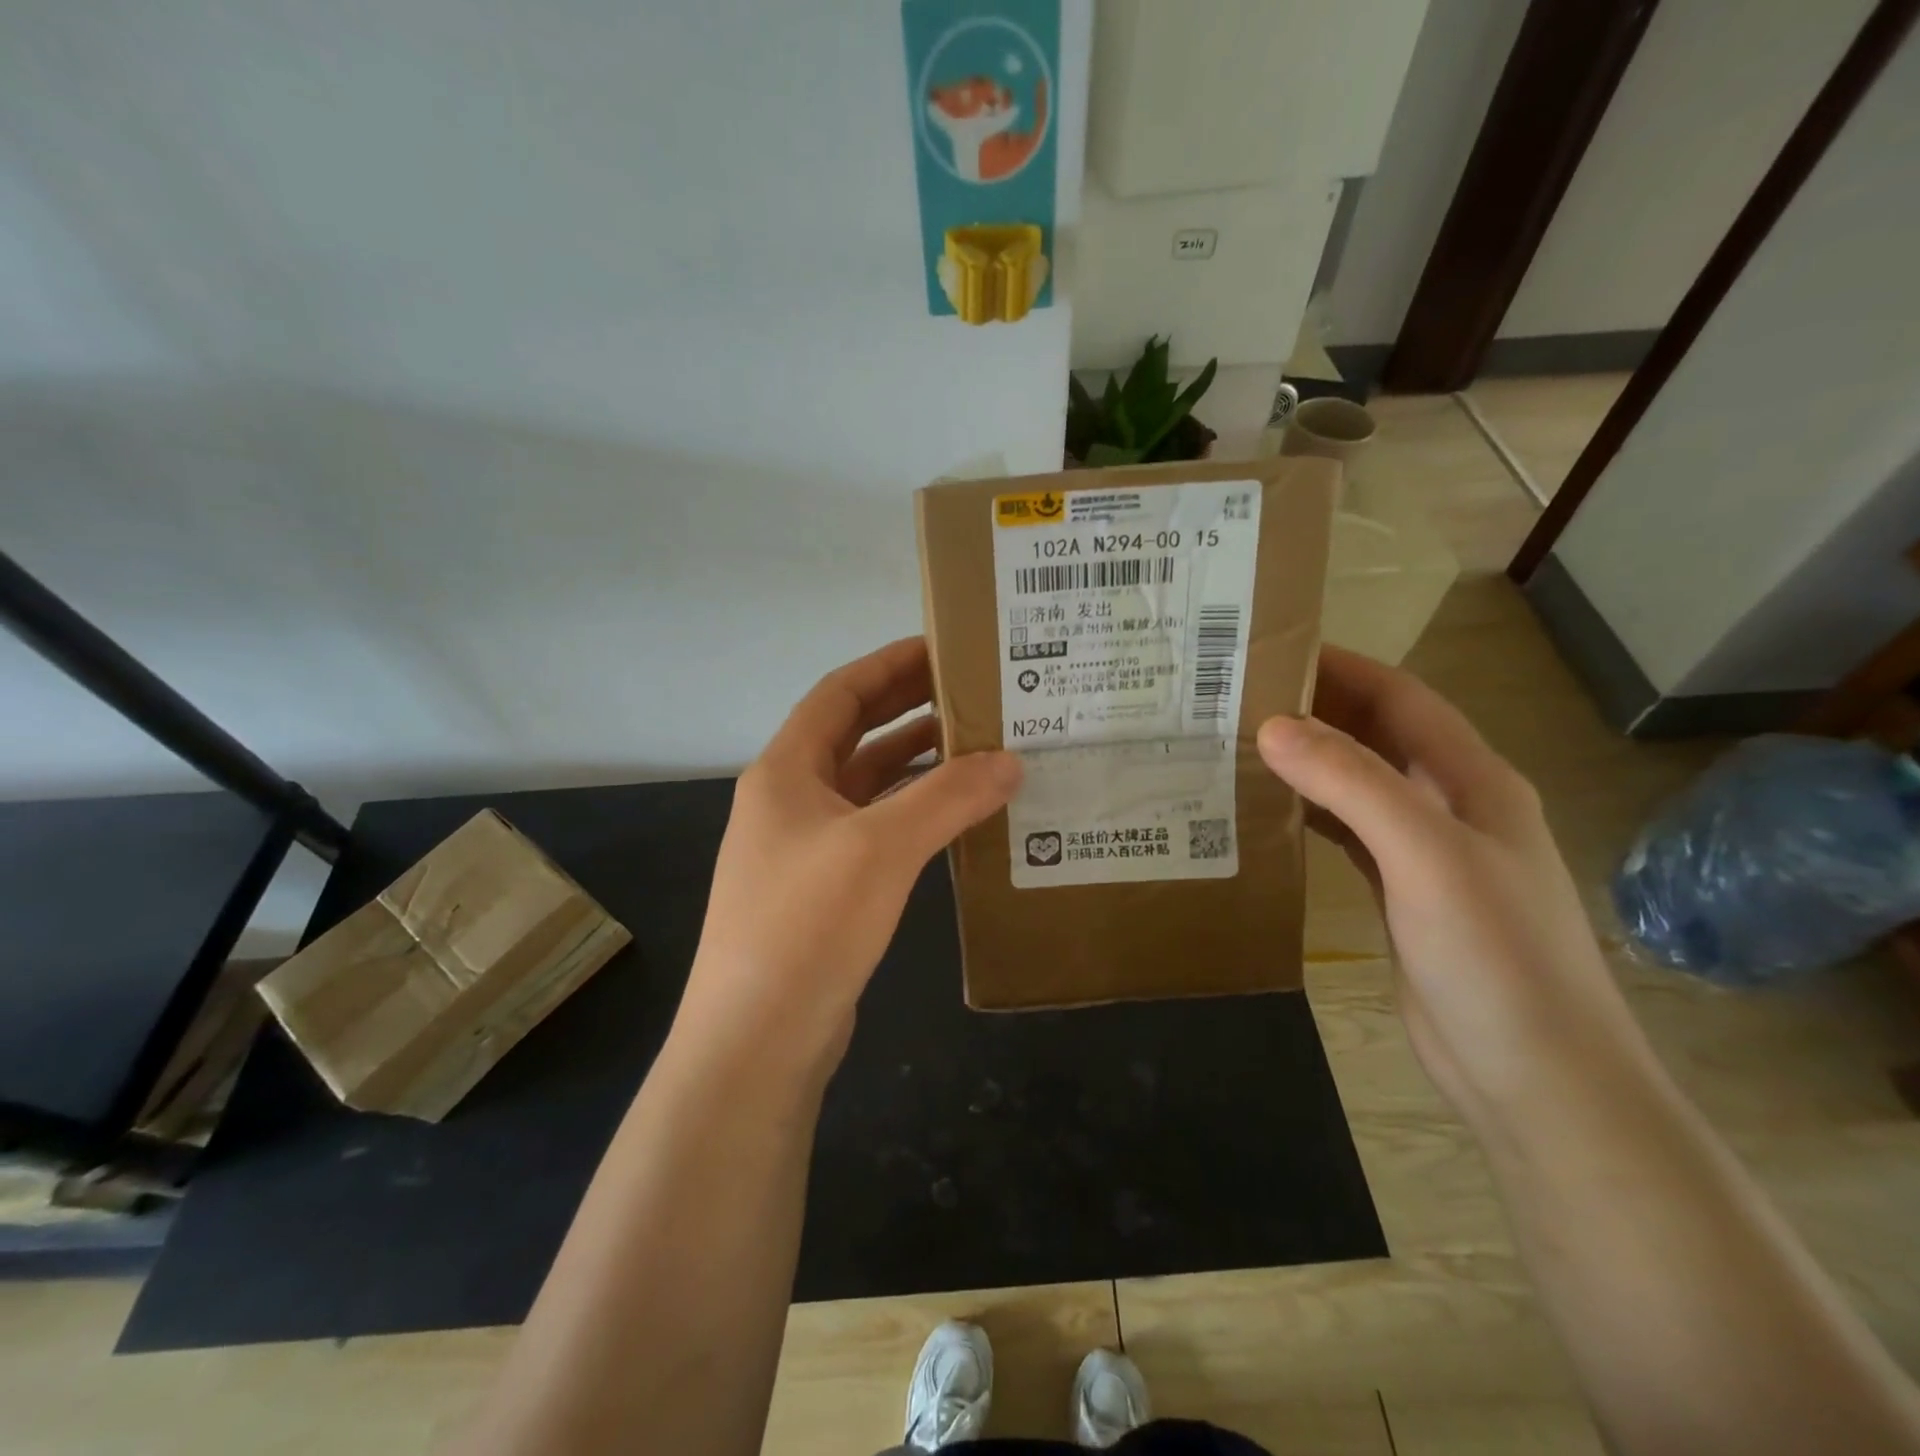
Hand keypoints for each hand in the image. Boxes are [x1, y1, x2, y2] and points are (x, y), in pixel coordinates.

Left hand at [677, 638, 1020, 1075]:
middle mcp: (790, 800)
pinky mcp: (824, 891)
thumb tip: (1011, 761)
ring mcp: (804, 848)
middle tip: (974, 693)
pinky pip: (875, 832)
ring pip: (867, 787)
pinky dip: (913, 815)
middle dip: (909, 709)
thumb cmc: (807, 924)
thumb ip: (948, 797)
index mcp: (786, 771)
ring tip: (979, 748)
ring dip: (916, 765)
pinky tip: (955, 818)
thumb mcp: (881, 848)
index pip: (840, 694)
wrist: (756, 1040)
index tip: (944, 648)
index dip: (889, 665)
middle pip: (854, 735)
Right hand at [1258, 647, 1654, 1129]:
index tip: (1269, 650)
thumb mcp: (1425, 856)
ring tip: (1235, 745)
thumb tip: (1271, 726)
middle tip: (1235, 697)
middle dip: (1314, 709)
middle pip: (1375, 736)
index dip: (1341, 666)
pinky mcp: (1400, 893)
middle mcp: (1449, 805)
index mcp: (1471, 780)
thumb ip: (1353, 785)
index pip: (1400, 698)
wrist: (1536, 1078)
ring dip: (1306, 762)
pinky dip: (1307, 813)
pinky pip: (1346, 834)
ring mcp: (1425, 853)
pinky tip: (1264, 812)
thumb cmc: (1494, 957)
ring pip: (1356, 785)